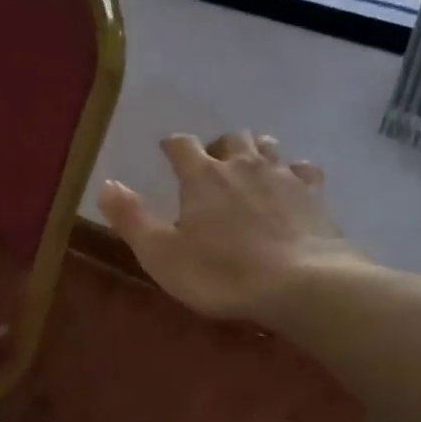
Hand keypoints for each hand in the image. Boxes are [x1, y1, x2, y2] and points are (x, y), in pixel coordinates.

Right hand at [97, 131, 363, 319]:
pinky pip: (304, 169)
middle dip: (218, 146)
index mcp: (202, 176)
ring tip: (249, 168)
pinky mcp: (314, 194)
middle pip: (230, 138)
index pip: (181, 145)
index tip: (167, 150)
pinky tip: (293, 184)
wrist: (300, 283)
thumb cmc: (221, 272)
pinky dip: (294, 172)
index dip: (172, 145)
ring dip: (255, 151)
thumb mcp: (161, 254)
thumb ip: (131, 218)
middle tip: (211, 164)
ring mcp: (282, 176)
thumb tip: (106, 184)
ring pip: (267, 146)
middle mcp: (243, 165)